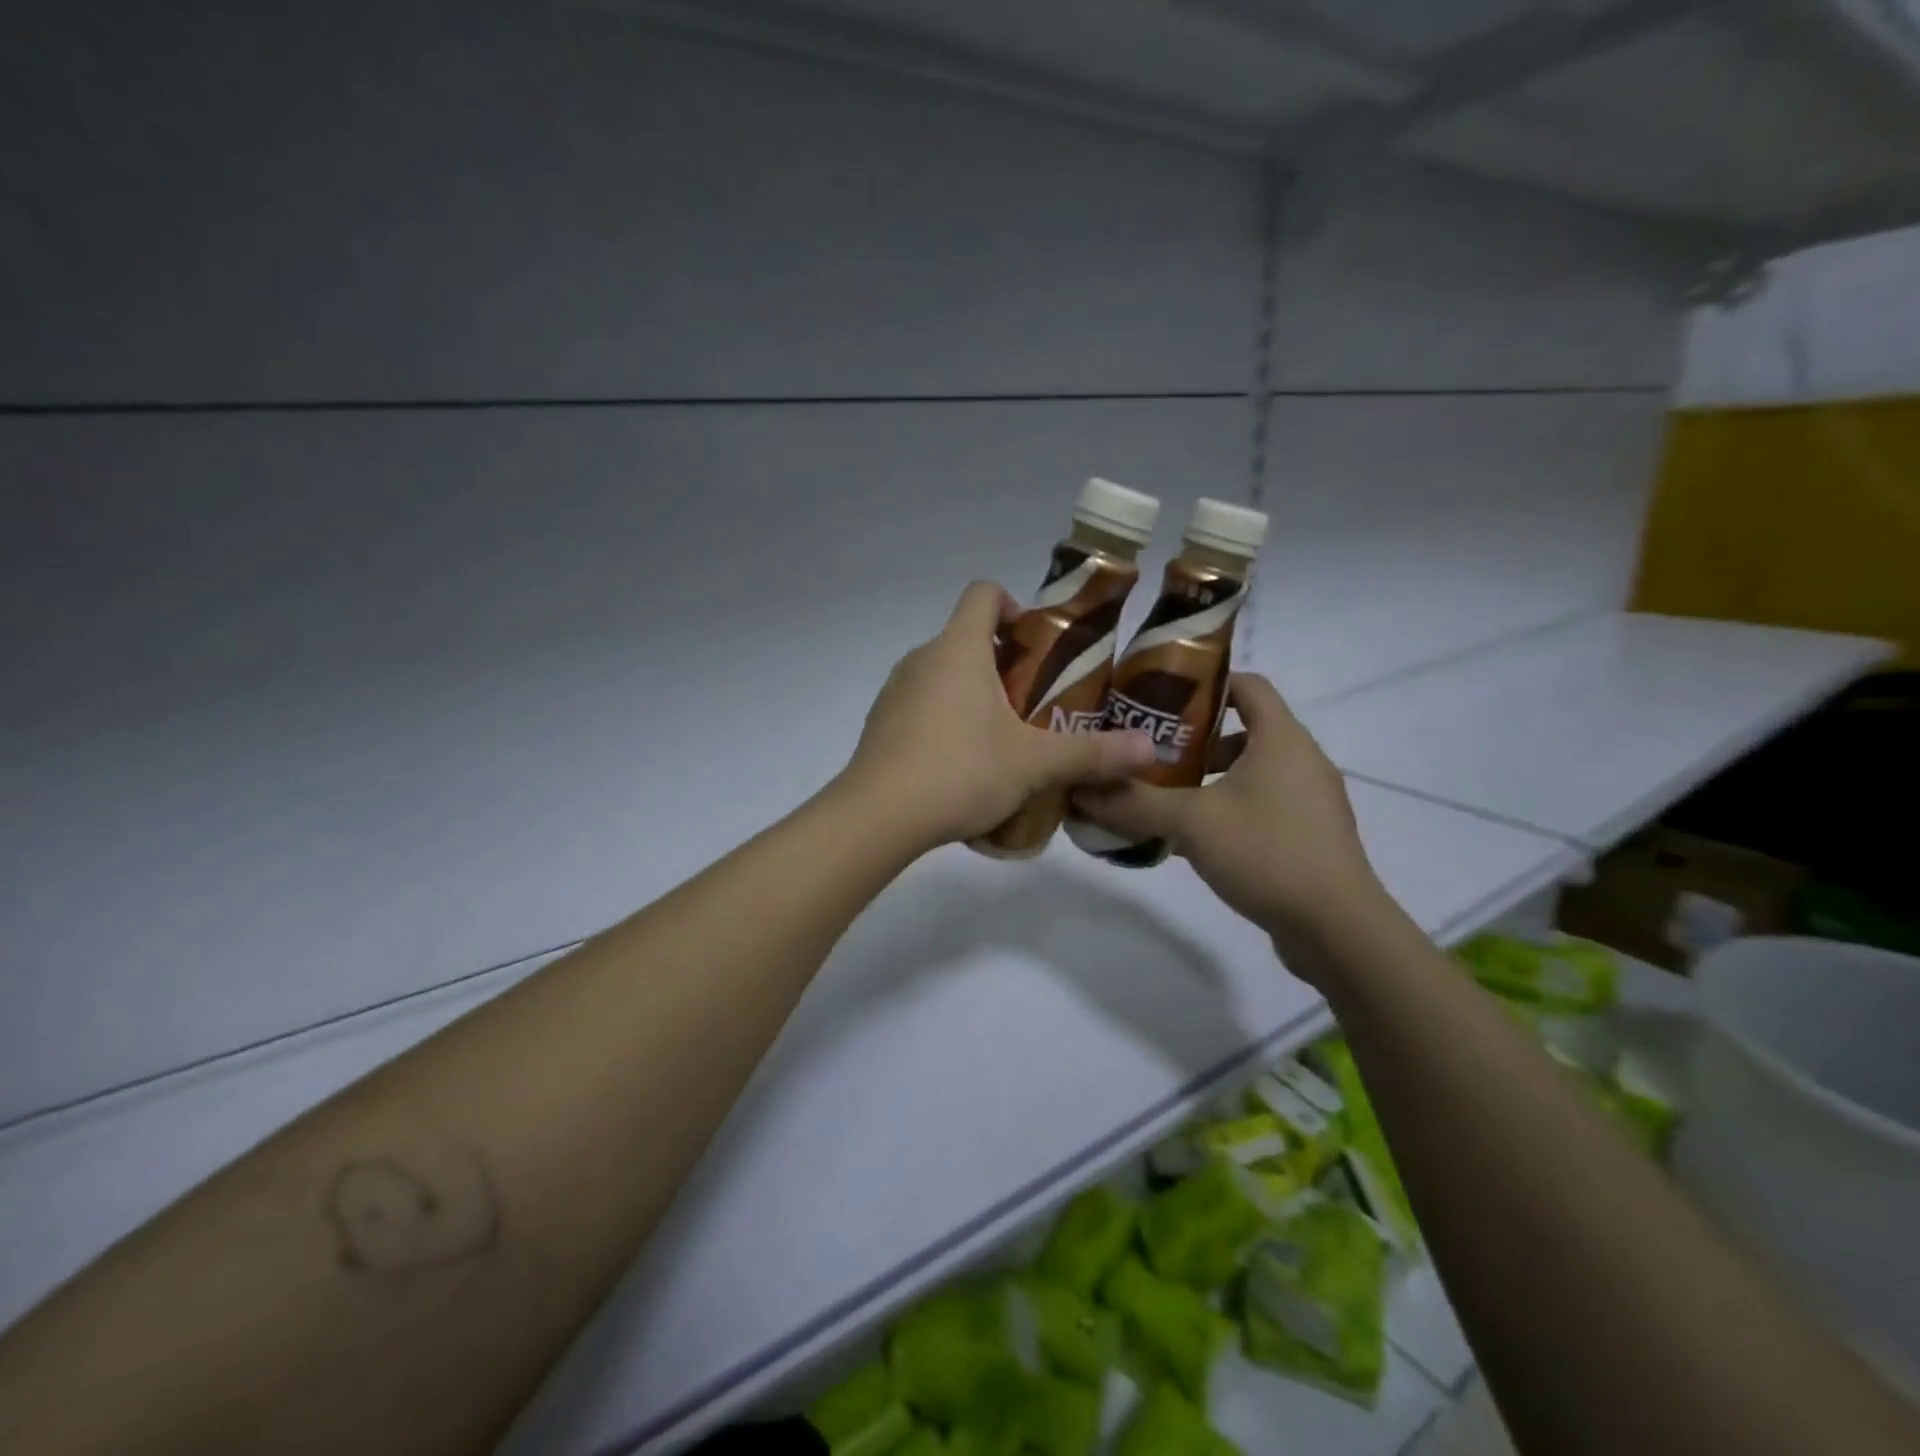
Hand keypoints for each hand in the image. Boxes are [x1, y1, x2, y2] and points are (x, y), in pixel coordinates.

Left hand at [842, 582, 1157, 850]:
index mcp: (958, 649)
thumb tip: (1151, 750)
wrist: (878, 816)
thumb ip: (1092, 754)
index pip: (983, 594)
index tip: (1035, 642)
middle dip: (1002, 663)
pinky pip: (920, 707)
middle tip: (1034, 703)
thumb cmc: (960, 770)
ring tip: (1002, 740)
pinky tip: (962, 766)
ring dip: (973, 695)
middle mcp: (921, 659)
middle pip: (966, 638)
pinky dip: (944, 721)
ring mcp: (894, 692)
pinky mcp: (880, 725)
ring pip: (942, 675)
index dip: (1013, 606)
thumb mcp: (1034, 763)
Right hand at [1072, 673, 1391, 957]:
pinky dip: (1227, 809)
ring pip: (1251, 771)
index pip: (1247, 684)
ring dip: (1209, 778)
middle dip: (1194, 738)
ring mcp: (1310, 800)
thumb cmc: (1266, 853)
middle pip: (1244, 729)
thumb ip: (1134, 802)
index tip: (1161, 700)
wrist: (1337, 930)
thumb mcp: (1189, 822)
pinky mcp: (1309, 836)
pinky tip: (1193, 838)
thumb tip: (1082, 789)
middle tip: (1150, 752)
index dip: (1205, 683)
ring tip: (1165, 796)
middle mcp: (1302, 760)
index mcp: (1282, 739)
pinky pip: (1262, 806)